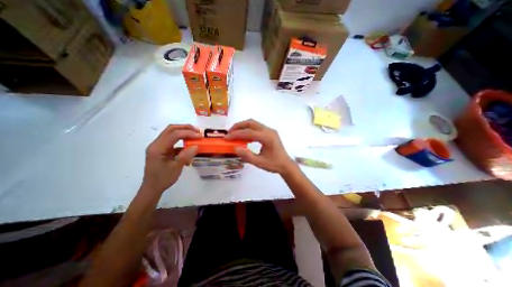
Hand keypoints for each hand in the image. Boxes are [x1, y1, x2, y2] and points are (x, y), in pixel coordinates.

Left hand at [144, 125, 201, 193]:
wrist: (152, 188)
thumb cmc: (163, 179)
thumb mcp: (176, 168)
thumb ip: (186, 155)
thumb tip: (196, 145)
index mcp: (157, 148)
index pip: (174, 135)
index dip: (188, 133)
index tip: (200, 136)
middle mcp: (156, 144)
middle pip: (171, 129)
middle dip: (185, 128)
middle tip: (197, 131)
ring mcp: (158, 146)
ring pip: (171, 133)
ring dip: (183, 132)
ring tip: (195, 134)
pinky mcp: (162, 149)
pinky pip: (172, 140)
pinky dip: (181, 140)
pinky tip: (189, 144)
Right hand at [225, 118, 293, 173]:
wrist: (286, 164)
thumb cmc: (274, 164)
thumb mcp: (259, 162)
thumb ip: (247, 156)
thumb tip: (235, 148)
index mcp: (267, 138)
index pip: (249, 133)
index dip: (236, 134)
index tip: (226, 137)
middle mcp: (269, 131)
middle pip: (251, 123)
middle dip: (238, 126)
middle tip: (229, 133)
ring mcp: (270, 130)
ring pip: (254, 123)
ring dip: (243, 126)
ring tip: (235, 133)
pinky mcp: (270, 132)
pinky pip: (257, 126)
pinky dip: (248, 129)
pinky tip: (244, 136)